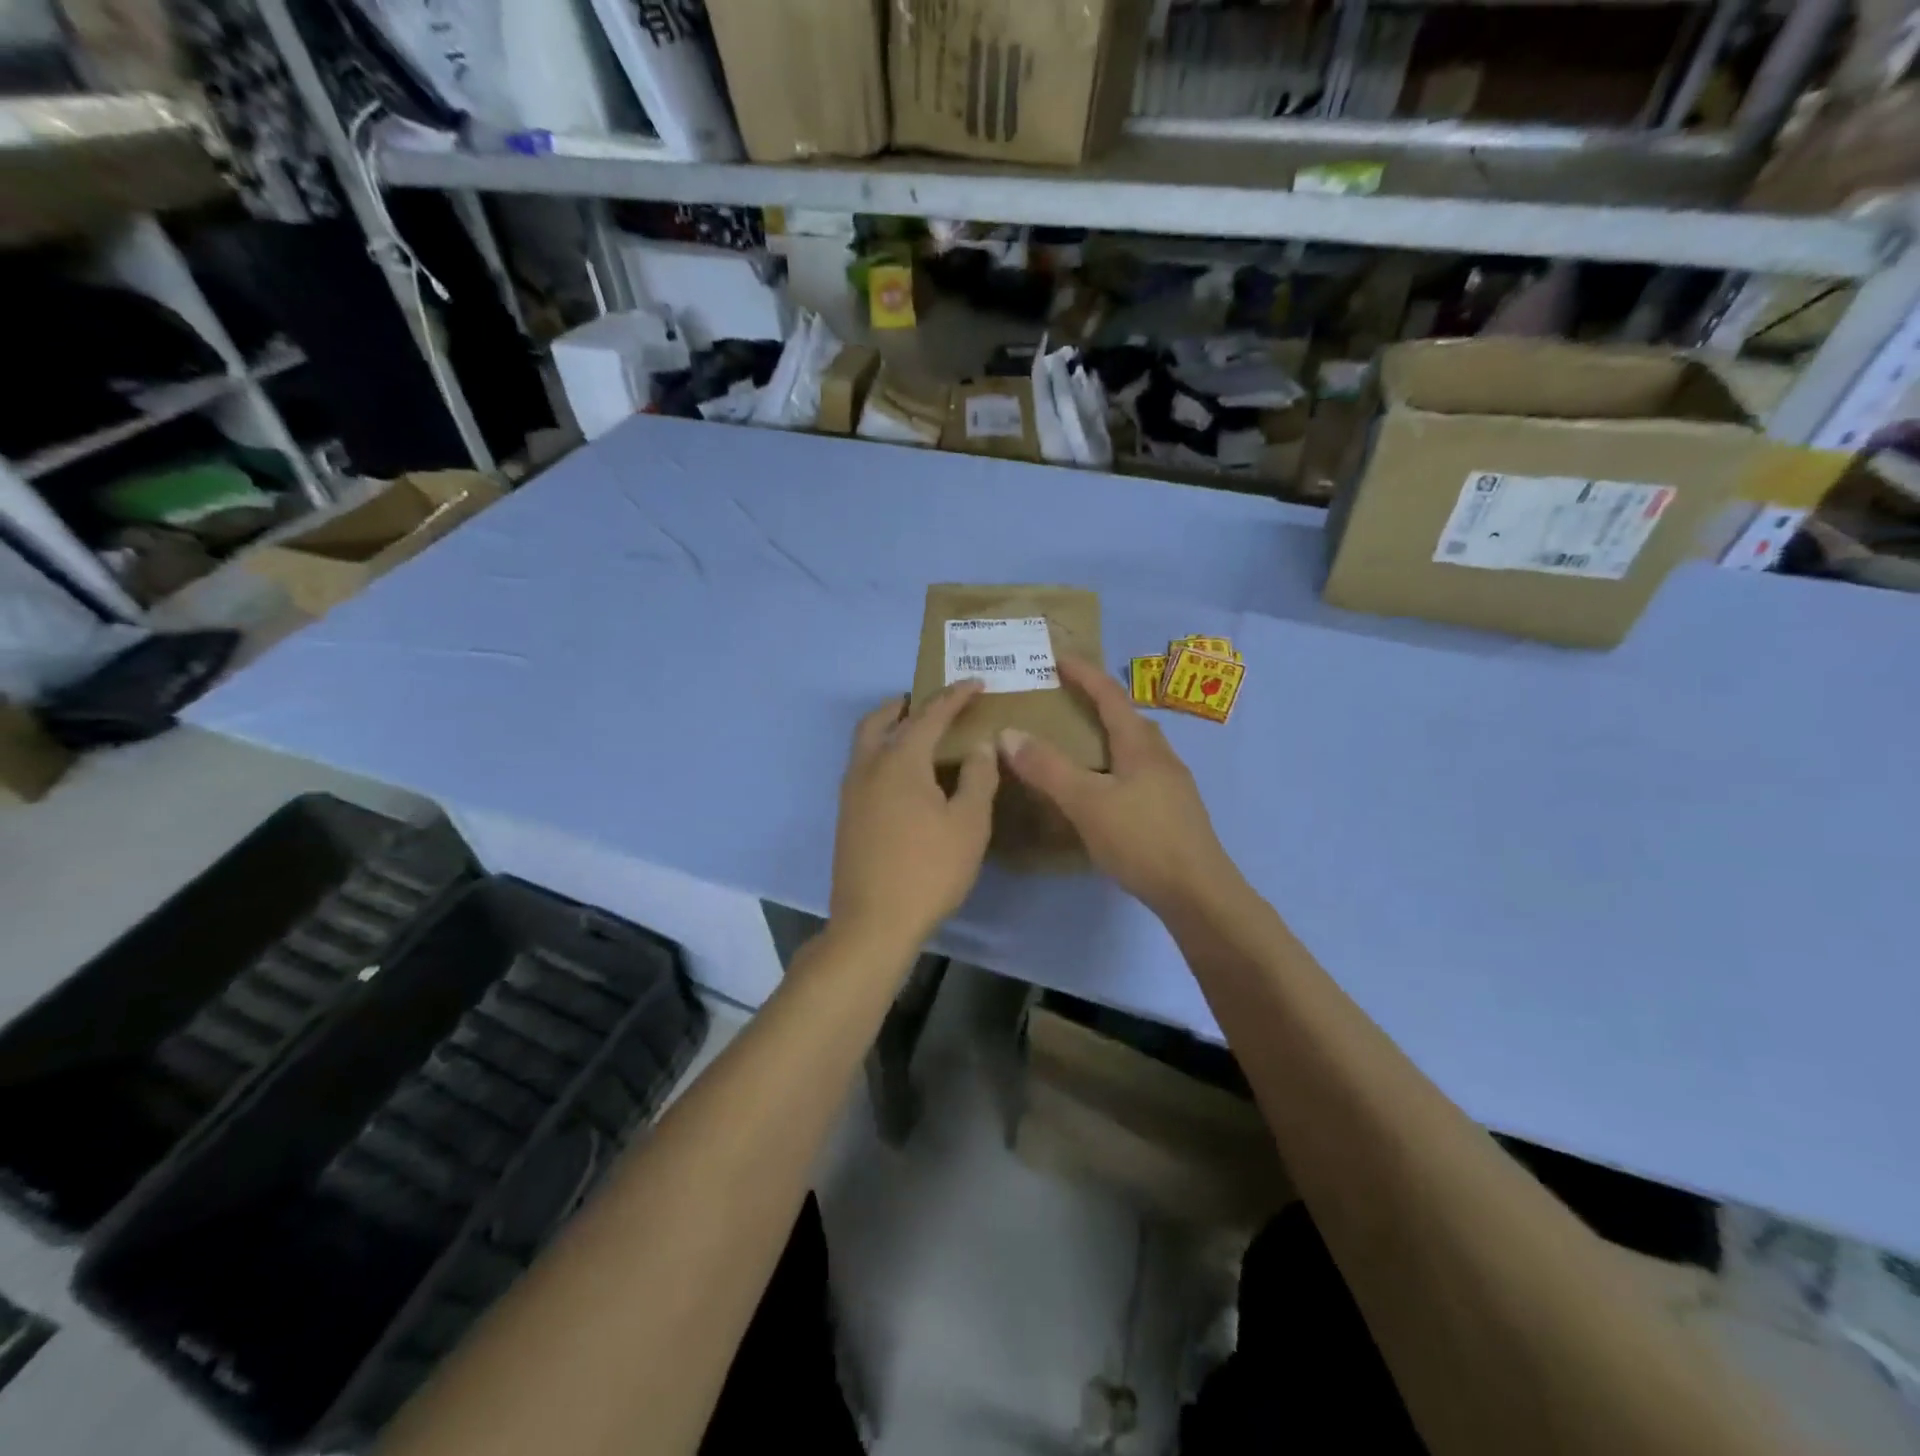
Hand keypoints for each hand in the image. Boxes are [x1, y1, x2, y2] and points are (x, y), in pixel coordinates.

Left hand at [830, 681, 998, 950]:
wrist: (874, 923)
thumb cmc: (929, 870)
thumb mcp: (969, 824)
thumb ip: (978, 777)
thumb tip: (979, 745)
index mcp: (899, 761)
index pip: (930, 715)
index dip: (954, 696)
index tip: (976, 684)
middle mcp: (867, 767)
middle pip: (880, 720)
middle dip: (906, 705)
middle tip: (931, 703)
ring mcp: (851, 793)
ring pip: (866, 744)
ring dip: (889, 728)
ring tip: (917, 734)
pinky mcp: (846, 816)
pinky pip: (863, 767)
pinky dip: (882, 754)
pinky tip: (903, 777)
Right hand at [999, 657, 1234, 914]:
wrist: (1198, 893)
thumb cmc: (1142, 840)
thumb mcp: (1087, 802)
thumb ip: (1047, 768)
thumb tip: (1008, 733)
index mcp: (1140, 745)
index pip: (1109, 695)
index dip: (1084, 673)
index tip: (1058, 657)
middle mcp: (1160, 756)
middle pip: (1127, 718)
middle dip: (1097, 702)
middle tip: (1065, 700)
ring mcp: (1171, 785)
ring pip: (1135, 747)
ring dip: (1108, 736)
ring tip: (1078, 744)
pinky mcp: (1173, 811)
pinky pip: (1138, 772)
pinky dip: (1114, 766)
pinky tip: (1102, 790)